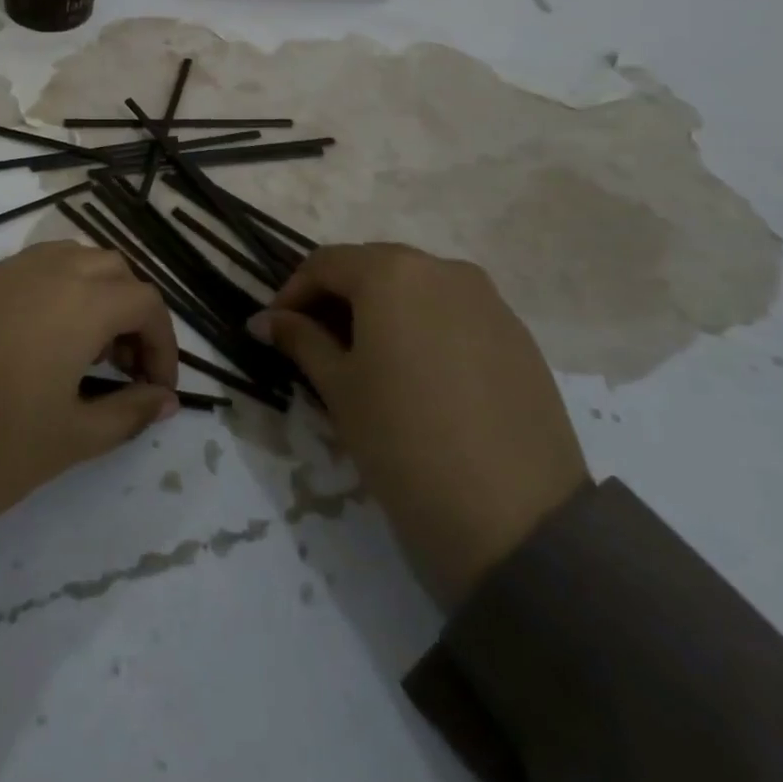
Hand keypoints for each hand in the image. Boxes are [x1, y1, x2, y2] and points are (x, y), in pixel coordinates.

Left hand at [0, 242, 179, 535]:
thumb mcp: (71, 438)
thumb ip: (127, 413)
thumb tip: (165, 401)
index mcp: (79, 301)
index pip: (145, 301)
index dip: (163, 344)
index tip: (156, 389)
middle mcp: (44, 271)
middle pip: (111, 269)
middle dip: (130, 312)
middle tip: (123, 367)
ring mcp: (0, 272)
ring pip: (69, 260)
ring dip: (92, 294)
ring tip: (83, 352)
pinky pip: (28, 270)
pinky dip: (53, 292)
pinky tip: (36, 344)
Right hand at [248, 243, 587, 607]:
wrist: (515, 517)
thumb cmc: (402, 439)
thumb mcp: (338, 386)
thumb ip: (300, 340)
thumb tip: (263, 320)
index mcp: (392, 273)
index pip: (325, 264)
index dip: (292, 292)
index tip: (276, 329)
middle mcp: (442, 269)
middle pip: (373, 268)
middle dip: (337, 298)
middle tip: (315, 342)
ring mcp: (488, 300)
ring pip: (416, 288)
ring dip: (381, 311)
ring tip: (365, 359)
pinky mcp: (518, 335)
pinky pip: (454, 313)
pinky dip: (423, 327)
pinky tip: (417, 374)